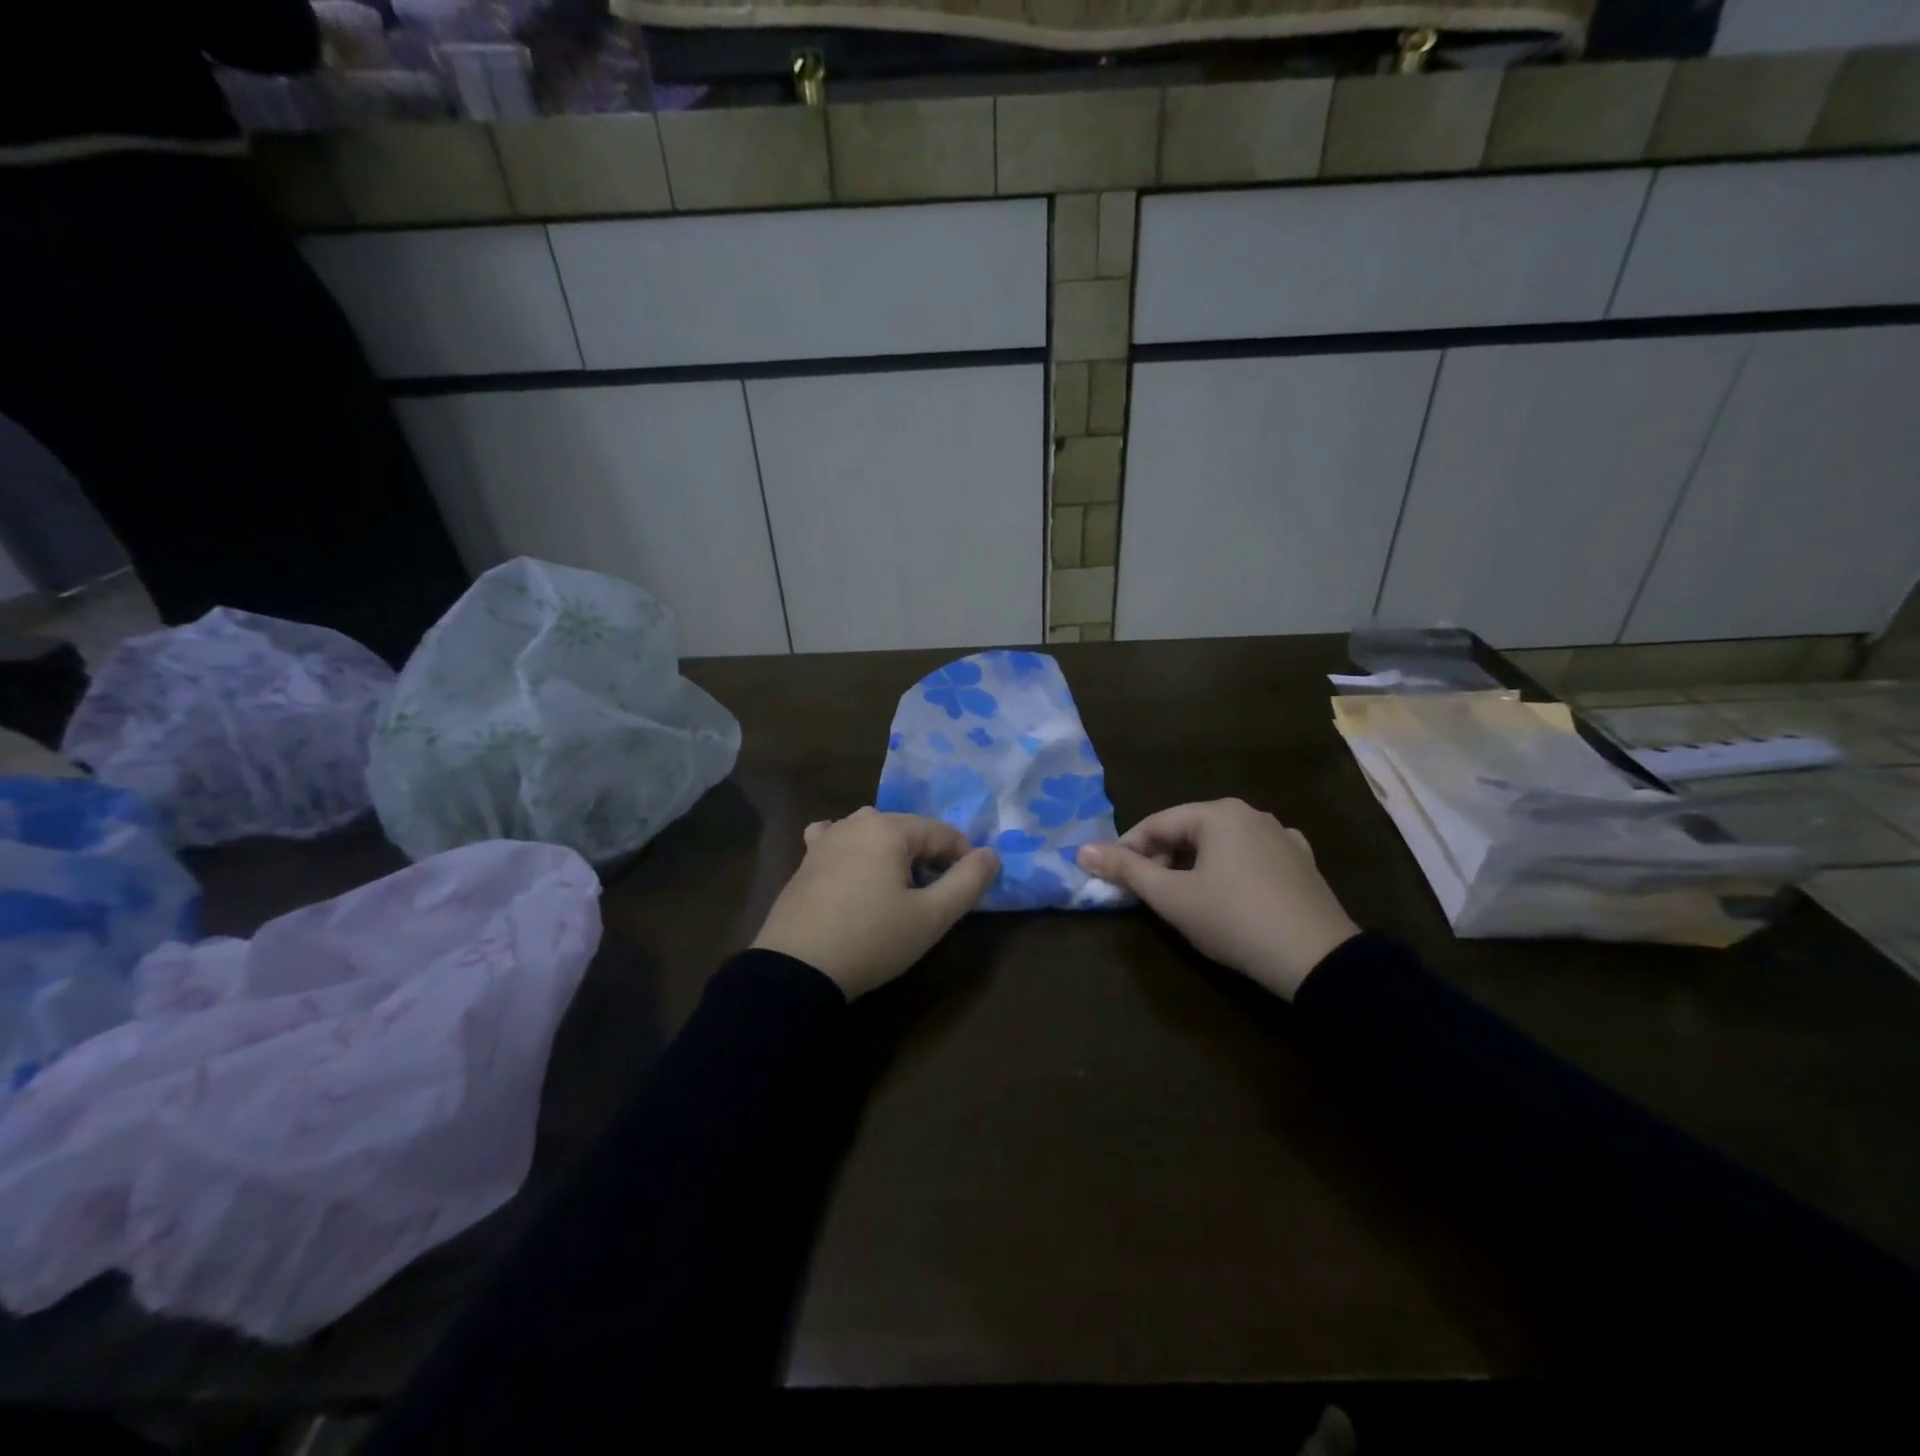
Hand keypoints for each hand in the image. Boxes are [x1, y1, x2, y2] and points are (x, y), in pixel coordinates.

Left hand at [752, 809, 999, 998]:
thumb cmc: (872, 939)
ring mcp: (825, 840)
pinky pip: (838, 842)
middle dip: (929, 856)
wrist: (797, 970)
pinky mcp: (805, 861)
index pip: (942, 832)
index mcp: (888, 828)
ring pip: (873, 834)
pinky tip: (854, 870)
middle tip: (936, 895)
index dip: (964, 858)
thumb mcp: (931, 917)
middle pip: (908, 830)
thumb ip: (968, 882)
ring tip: (898, 889)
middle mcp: (855, 822)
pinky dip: (854, 851)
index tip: (969, 890)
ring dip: (893, 854)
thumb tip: (991, 854)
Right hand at [1076, 799, 1358, 1000]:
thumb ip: (1126, 870)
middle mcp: (1251, 813)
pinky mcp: (1302, 862)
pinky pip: (1252, 857)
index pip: (1156, 824)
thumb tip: (1081, 851)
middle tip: (1146, 893)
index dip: (1127, 850)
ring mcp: (1282, 836)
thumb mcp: (1171, 898)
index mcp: (1217, 813)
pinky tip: (1230, 892)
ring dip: (1194, 865)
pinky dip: (1231, 870)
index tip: (1110, 877)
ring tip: (1183, 897)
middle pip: (1189, 831)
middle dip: (1162, 858)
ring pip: (1221, 844)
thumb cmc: (1233, 920)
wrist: (1317, 960)